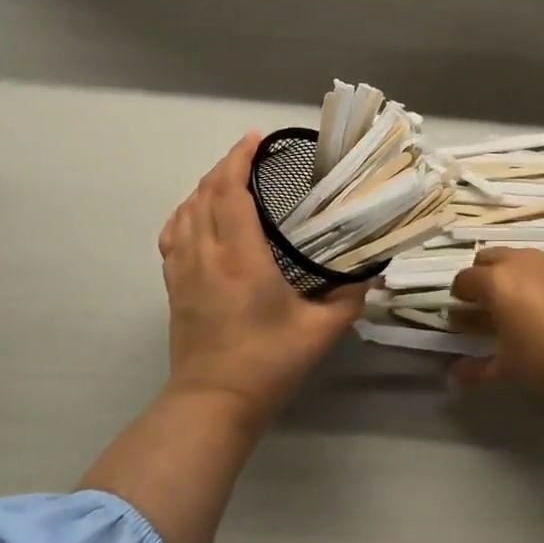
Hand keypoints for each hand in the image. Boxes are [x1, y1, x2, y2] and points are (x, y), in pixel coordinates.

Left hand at [158, 134, 366, 426]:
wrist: (213, 402)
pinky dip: (186, 212)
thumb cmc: (269, 363)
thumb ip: (349, 297)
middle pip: (205, 193)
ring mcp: (184, 270)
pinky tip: (198, 214)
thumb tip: (370, 273)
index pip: (230, 192)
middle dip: (225, 165)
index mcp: (241, 258)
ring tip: (229, 178)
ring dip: (205, 186)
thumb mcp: (320, 331)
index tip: (256, 140)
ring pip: (186, 210)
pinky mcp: (173, 286)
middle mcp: (206, 254)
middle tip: (251, 155)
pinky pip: (173, 234)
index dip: (239, 160)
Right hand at [450, 249, 543, 449]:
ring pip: (523, 258)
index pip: (465, 279)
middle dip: (483, 276)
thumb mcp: (510, 369)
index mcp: (497, 282)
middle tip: (489, 303)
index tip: (462, 312)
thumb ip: (478, 369)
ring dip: (514, 274)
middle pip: (490, 257)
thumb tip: (455, 376)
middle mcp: (522, 262)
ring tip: (523, 304)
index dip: (459, 295)